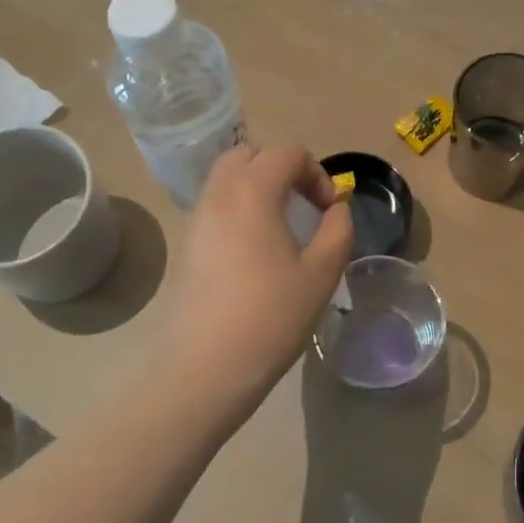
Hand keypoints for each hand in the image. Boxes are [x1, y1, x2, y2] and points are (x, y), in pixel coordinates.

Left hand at [170, 144, 353, 415]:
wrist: (204, 369)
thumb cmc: (270, 317)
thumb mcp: (322, 273)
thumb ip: (338, 230)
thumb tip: (336, 209)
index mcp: (252, 192)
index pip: (287, 153)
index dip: (316, 173)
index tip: (328, 211)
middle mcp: (218, 195)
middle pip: (249, 154)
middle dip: (282, 168)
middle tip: (304, 205)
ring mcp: (196, 219)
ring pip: (227, 178)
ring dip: (258, 186)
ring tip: (282, 226)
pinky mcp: (186, 245)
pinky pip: (215, 205)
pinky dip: (238, 207)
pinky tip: (255, 249)